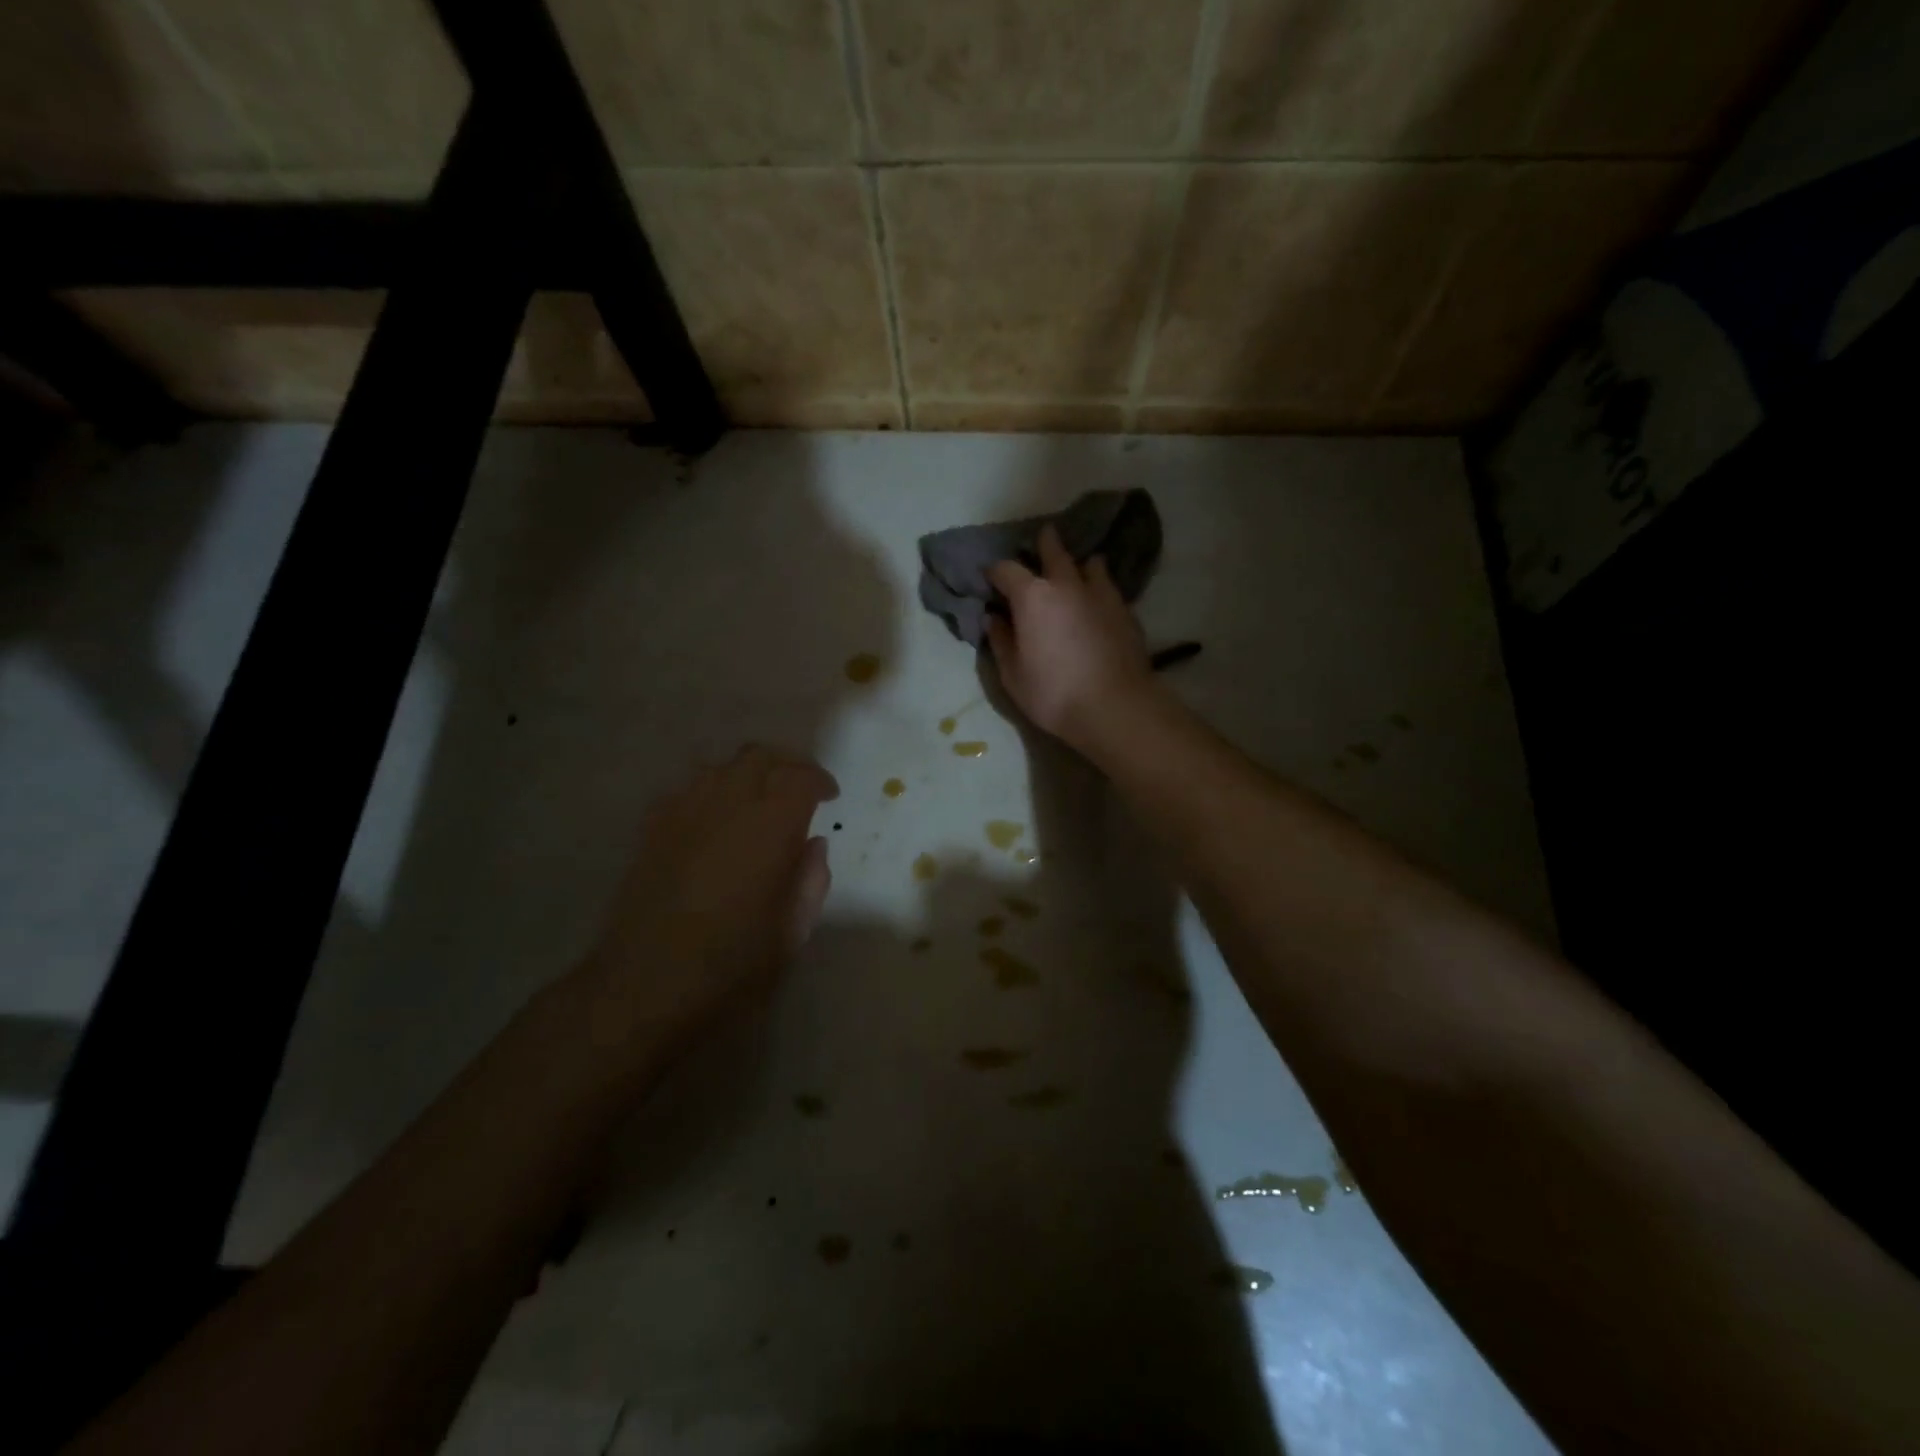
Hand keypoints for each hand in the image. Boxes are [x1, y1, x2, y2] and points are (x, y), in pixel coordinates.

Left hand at [584, 746, 836, 1043]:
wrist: (643, 989)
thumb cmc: (730, 967)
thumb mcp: (791, 933)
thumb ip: (810, 881)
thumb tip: (812, 845)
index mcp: (769, 827)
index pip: (800, 778)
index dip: (819, 781)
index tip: (829, 797)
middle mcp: (726, 805)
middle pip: (759, 757)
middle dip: (786, 765)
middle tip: (799, 790)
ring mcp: (683, 813)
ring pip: (720, 767)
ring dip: (746, 775)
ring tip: (758, 802)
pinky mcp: (651, 830)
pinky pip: (685, 790)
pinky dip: (709, 793)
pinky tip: (713, 822)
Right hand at [986, 524, 1159, 748]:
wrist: (1115, 706)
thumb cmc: (1054, 693)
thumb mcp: (1013, 675)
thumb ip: (1001, 642)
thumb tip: (993, 619)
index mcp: (1032, 597)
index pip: (1006, 570)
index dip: (994, 572)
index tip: (990, 579)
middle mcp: (1066, 585)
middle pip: (1054, 551)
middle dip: (1045, 543)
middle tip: (1042, 538)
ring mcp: (1101, 594)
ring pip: (1090, 564)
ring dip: (1079, 563)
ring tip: (1078, 567)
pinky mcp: (1125, 610)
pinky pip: (1109, 588)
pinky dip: (1099, 587)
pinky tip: (1098, 600)